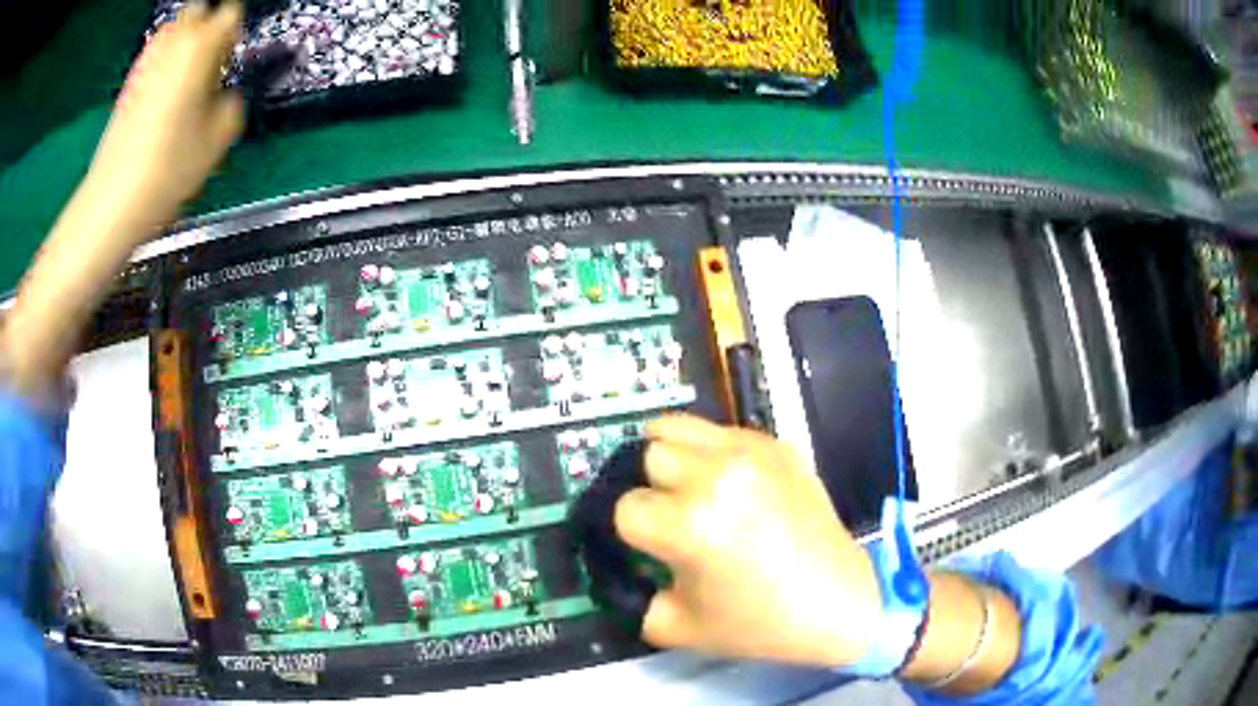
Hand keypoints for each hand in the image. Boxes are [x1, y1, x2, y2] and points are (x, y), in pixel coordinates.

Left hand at [87, 1, 243, 236]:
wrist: (113, 201)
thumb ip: (232, 102)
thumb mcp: (219, 138)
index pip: (232, 13)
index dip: (236, 33)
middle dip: (209, 29)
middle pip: (200, 11)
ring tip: (186, 82)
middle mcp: (174, 41)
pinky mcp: (129, 83)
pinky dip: (164, 66)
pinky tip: (162, 99)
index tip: (233, 59)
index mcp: (201, 45)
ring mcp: (147, 61)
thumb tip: (224, 96)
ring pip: (175, 32)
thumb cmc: (169, 166)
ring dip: (185, 46)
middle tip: (211, 65)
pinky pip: (156, 57)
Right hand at [614, 414, 882, 666]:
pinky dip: (713, 453)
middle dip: (652, 489)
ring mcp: (751, 453)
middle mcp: (717, 476)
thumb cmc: (759, 623)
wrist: (836, 602)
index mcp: (691, 523)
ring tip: (692, 487)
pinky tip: (734, 486)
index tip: (653, 548)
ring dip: (673, 457)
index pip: (626, 507)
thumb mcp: (677, 627)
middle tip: (674, 516)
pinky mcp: (778, 446)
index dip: (633, 533)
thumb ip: (635, 596)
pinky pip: (722, 431)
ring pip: (676, 427)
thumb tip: (628, 567)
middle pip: (648, 456)